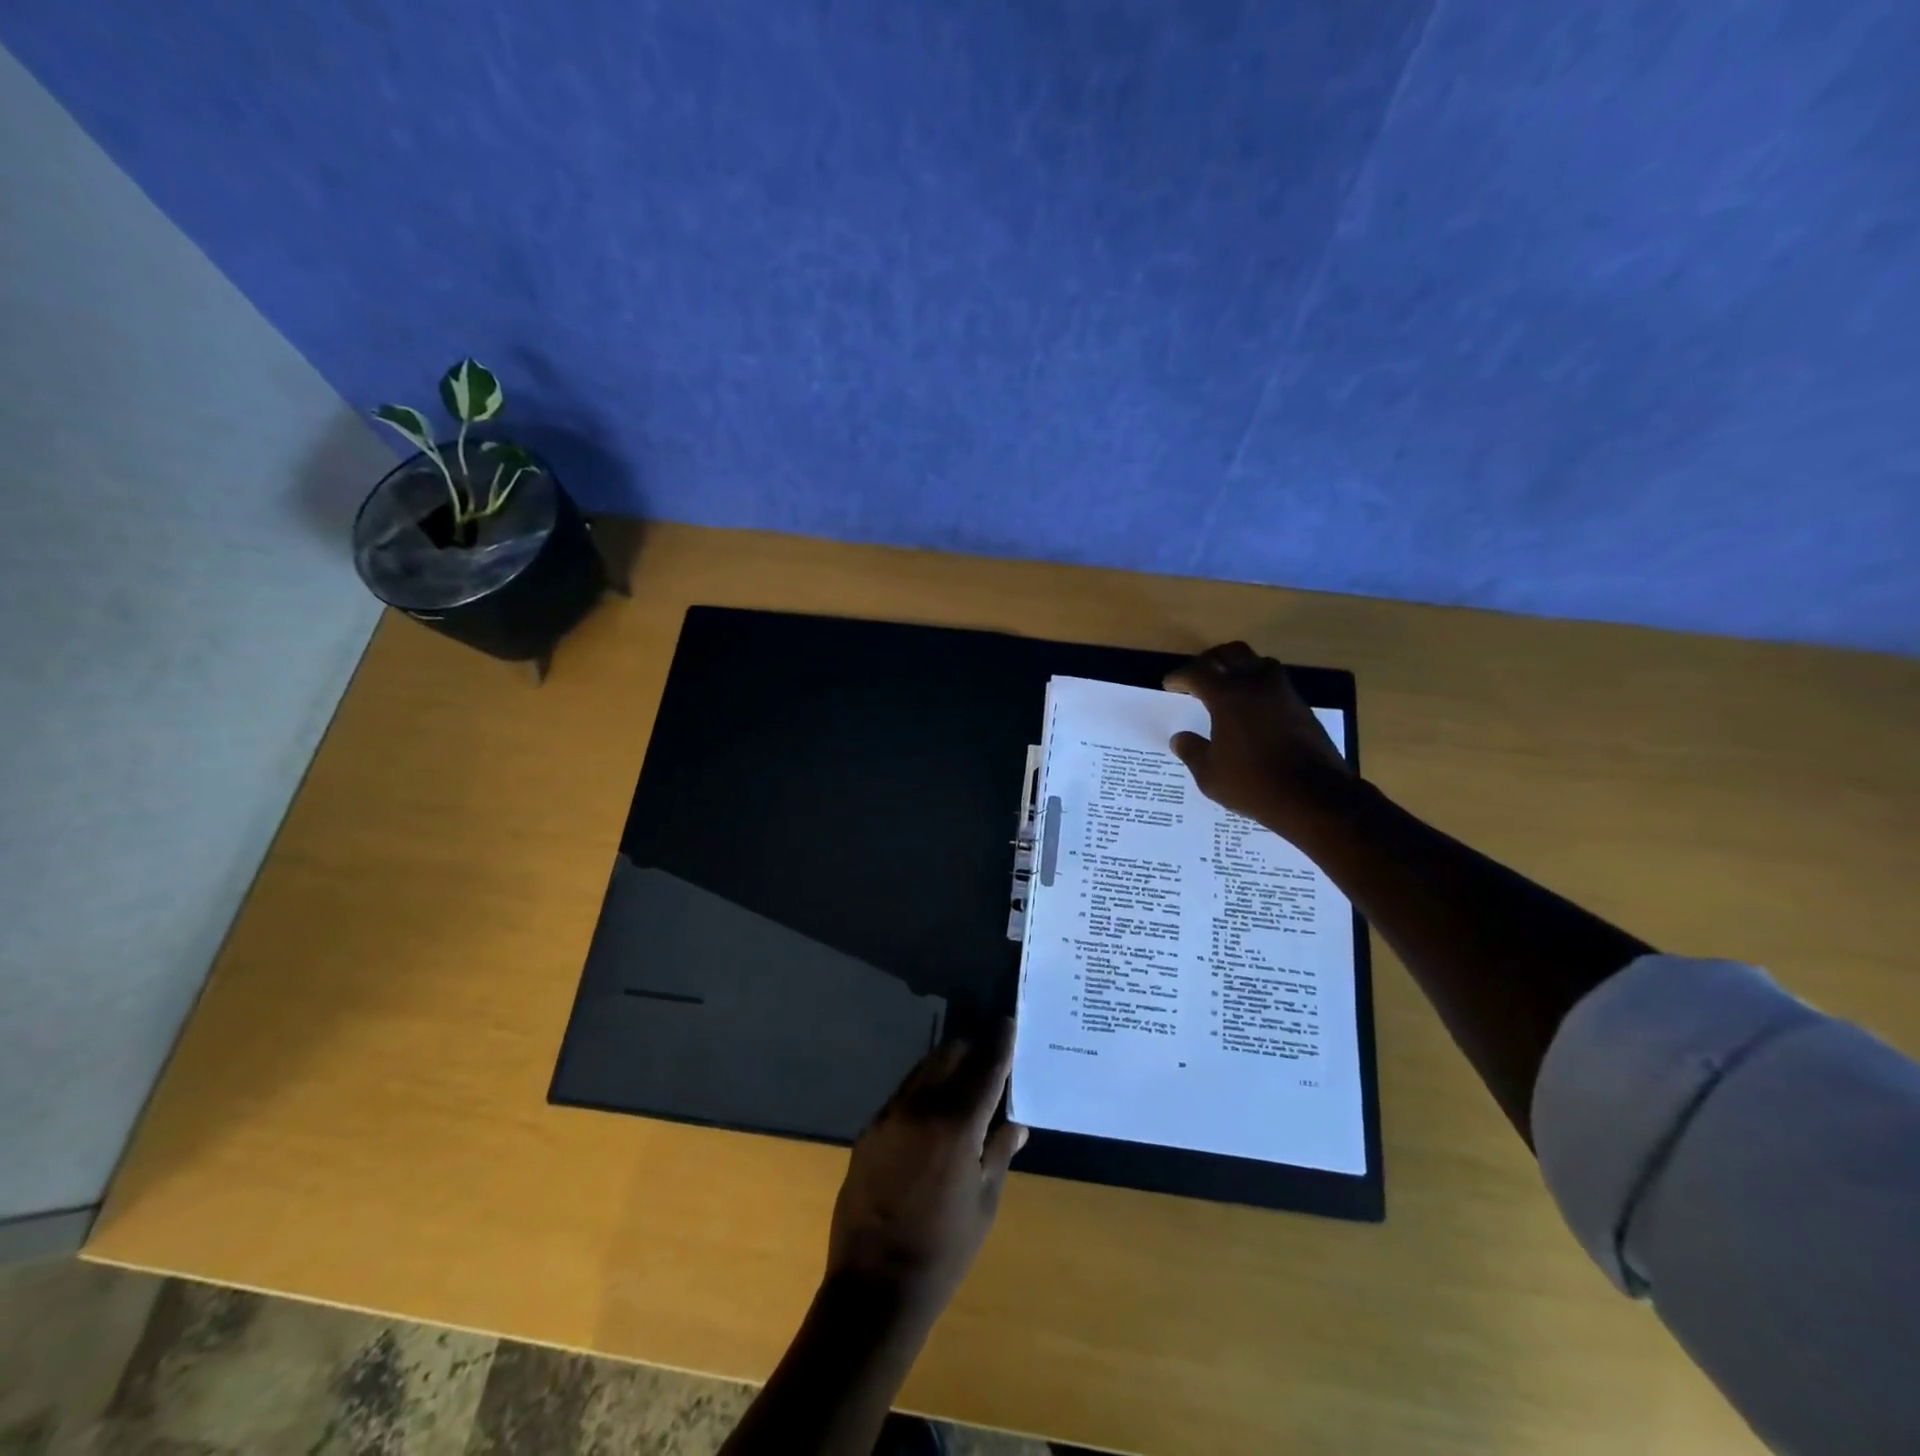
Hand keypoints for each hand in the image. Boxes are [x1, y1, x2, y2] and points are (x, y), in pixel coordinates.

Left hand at [826, 1019, 1026, 1321]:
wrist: (874, 1287)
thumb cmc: (943, 1251)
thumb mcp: (984, 1203)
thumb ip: (999, 1151)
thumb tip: (1014, 1122)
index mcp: (956, 1124)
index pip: (986, 1065)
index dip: (1000, 1041)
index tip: (1009, 1024)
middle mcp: (921, 1106)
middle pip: (951, 1054)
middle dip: (974, 1049)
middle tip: (992, 1061)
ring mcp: (890, 1114)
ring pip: (924, 1068)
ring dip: (947, 1065)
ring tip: (965, 1083)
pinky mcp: (870, 1128)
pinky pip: (904, 1092)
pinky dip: (925, 1088)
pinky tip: (934, 1112)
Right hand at [1164, 641, 1356, 837]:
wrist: (1314, 796)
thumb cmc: (1253, 784)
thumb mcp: (1210, 775)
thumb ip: (1192, 751)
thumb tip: (1179, 738)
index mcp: (1227, 696)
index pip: (1197, 672)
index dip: (1180, 676)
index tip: (1170, 685)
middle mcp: (1255, 683)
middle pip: (1229, 653)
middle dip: (1209, 661)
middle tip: (1197, 677)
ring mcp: (1282, 691)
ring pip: (1256, 661)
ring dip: (1237, 666)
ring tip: (1227, 685)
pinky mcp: (1300, 704)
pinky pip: (1274, 680)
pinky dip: (1258, 683)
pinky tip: (1251, 705)